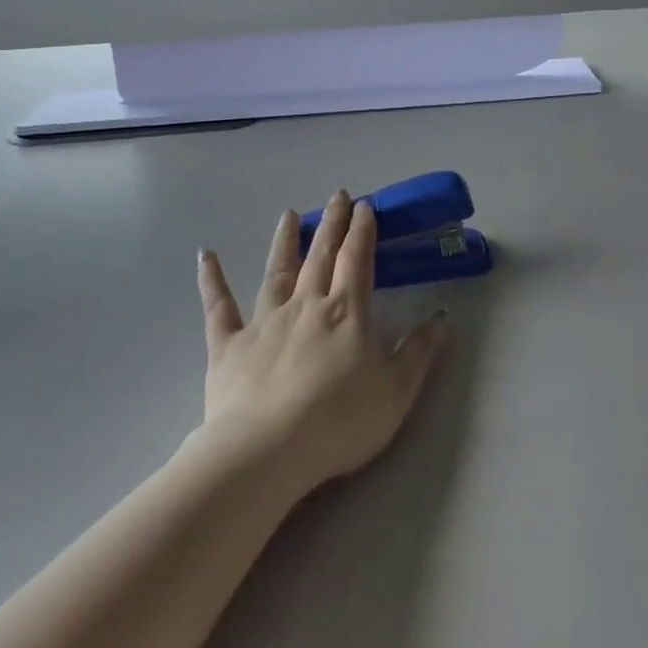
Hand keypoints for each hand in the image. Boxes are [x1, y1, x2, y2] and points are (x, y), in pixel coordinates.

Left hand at [197, 193, 446, 493]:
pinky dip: (212, 281)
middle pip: (321, 256)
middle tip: (337, 195)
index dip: (362, 231)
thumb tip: (442, 318)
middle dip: (332, 224)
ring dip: (284, 241)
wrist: (268, 452)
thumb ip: (419, 352)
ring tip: (288, 214)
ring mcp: (264, 322)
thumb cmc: (340, 421)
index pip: (357, 260)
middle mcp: (306, 305)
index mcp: (346, 312)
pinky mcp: (229, 346)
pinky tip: (205, 256)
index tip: (365, 206)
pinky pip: (219, 308)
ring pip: (276, 272)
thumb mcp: (396, 391)